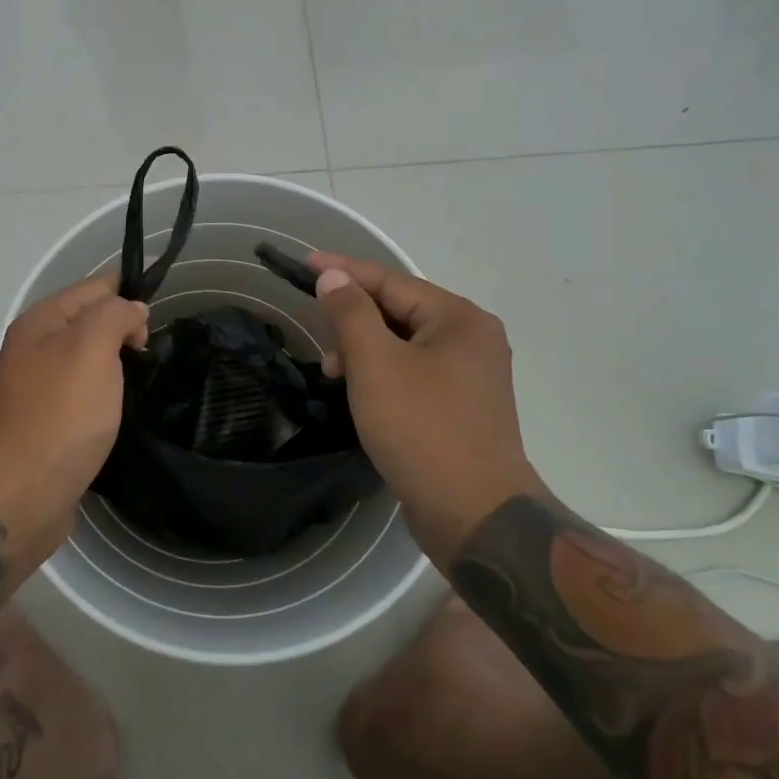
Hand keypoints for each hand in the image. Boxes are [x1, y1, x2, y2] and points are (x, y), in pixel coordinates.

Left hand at [0, 275, 147, 514]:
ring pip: (87, 359)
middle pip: (89, 321)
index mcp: (40, 323)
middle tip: (151, 352)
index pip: (92, 288)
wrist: (19, 497)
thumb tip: (131, 310)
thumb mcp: (91, 348)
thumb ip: (115, 315)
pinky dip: (106, 393)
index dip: (127, 293)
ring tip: (146, 375)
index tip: (160, 314)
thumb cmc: (59, 415)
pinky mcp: (48, 424)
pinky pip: (84, 393)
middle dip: (123, 327)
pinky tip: (123, 405)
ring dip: (116, 362)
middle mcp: (34, 350)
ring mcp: (38, 389)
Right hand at [309, 252, 543, 564]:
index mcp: (459, 319)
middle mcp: (472, 339)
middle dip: (354, 319)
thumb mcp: (376, 364)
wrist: (474, 515)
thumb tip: (333, 277)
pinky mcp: (461, 407)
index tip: (304, 263)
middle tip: (320, 337)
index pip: (391, 281)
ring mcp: (470, 376)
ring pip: (404, 345)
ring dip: (365, 351)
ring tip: (334, 374)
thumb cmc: (422, 429)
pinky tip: (361, 393)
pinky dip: (382, 374)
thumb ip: (351, 313)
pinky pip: (413, 373)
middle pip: (399, 311)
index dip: (344, 271)